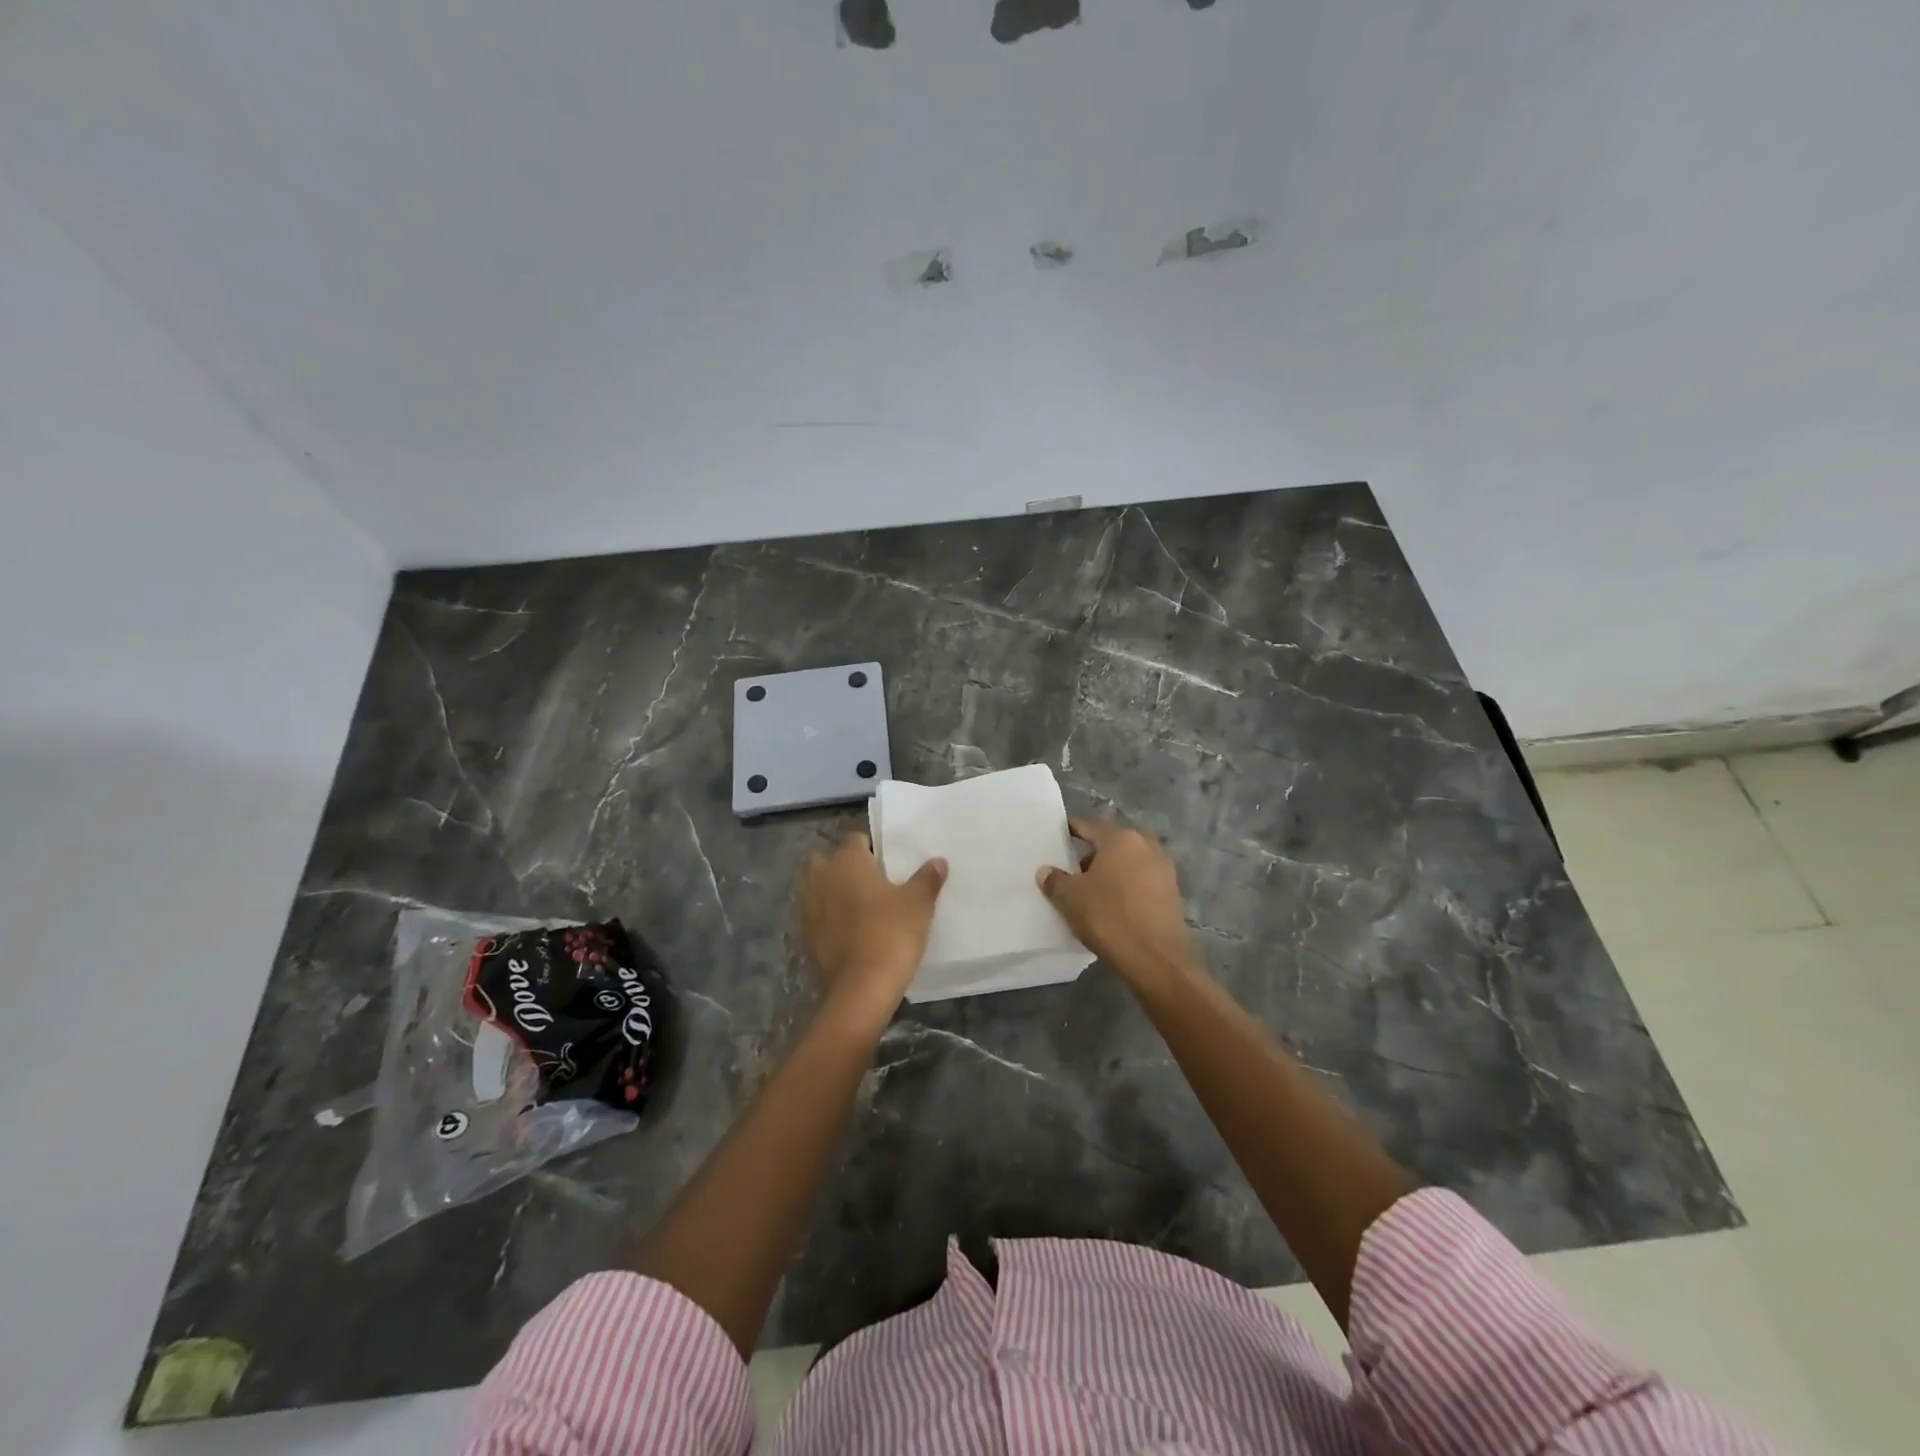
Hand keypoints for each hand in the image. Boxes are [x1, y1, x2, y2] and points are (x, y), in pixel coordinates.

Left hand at [799, 830, 946, 1026]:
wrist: (859, 990)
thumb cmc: (891, 934)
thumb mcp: (918, 904)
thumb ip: (927, 878)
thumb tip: (937, 861)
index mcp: (846, 860)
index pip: (856, 839)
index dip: (872, 847)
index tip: (890, 861)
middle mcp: (820, 877)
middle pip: (829, 860)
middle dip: (845, 866)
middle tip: (873, 881)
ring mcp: (807, 908)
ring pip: (819, 888)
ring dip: (834, 892)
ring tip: (862, 907)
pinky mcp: (804, 936)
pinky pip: (817, 916)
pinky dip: (829, 919)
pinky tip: (851, 932)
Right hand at [1037, 819, 1197, 989]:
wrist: (1156, 959)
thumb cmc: (1109, 917)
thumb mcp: (1070, 898)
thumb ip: (1055, 880)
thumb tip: (1046, 871)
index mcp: (1121, 839)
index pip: (1090, 826)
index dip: (1072, 830)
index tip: (1058, 836)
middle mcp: (1147, 846)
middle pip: (1113, 844)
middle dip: (1093, 854)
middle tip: (1073, 870)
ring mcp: (1164, 870)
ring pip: (1129, 863)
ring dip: (1112, 872)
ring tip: (1092, 891)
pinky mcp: (1173, 894)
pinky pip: (1142, 882)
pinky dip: (1127, 888)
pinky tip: (1113, 906)